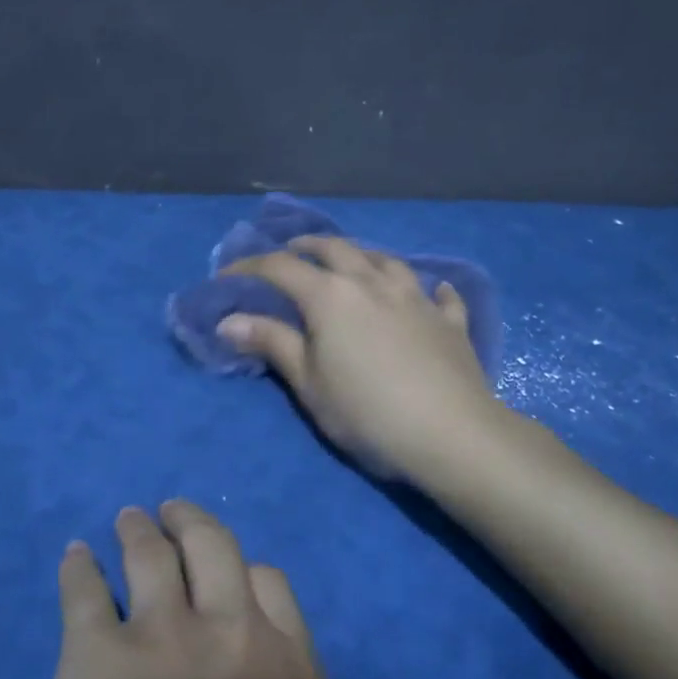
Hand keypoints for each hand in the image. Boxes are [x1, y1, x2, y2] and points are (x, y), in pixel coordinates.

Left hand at [38, 501, 397, 678]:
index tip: (228, 571)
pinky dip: (77, 567)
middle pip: (214, 548)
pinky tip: (74, 555)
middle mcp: (233, 634)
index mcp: (291, 671)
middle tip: (171, 509)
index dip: (247, 571)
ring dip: (138, 530)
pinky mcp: (96, 649)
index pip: (273, 587)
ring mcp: (164, 632)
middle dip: (191, 523)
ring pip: (151, 555)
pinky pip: (84, 590)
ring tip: (128, 517)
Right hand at [220, 236, 502, 480]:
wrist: (449, 433)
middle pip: (336, 248)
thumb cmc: (366, 411)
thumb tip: (229, 320)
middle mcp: (372, 283)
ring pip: (386, 260)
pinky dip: (429, 289)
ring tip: (353, 262)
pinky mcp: (449, 321)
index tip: (228, 274)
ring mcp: (416, 298)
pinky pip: (440, 294)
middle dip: (308, 246)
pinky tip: (431, 291)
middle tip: (292, 251)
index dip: (250, 266)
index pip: (281, 268)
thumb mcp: (308, 382)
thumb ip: (271, 343)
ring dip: (362, 256)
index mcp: (330, 296)